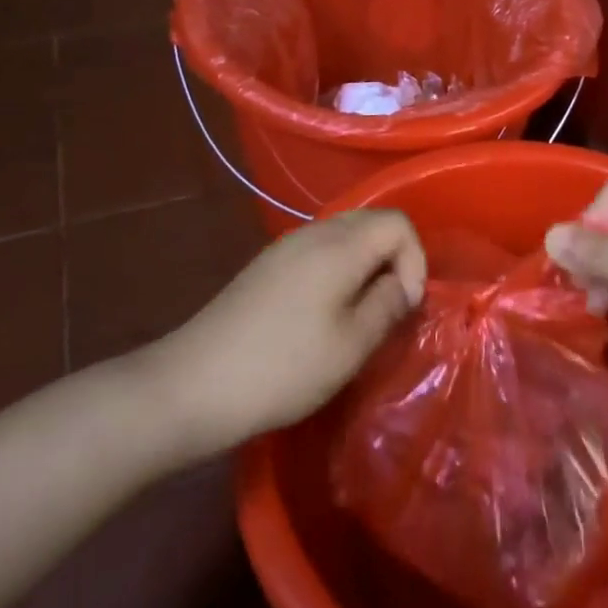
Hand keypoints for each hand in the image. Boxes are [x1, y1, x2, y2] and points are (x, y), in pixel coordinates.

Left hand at [149, 210, 426, 454]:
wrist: (192, 384)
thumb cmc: (283, 367)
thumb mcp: (350, 345)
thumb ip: (387, 306)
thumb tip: (402, 285)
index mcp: (339, 246)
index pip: (398, 223)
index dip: (415, 260)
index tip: (406, 305)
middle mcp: (313, 233)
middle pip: (371, 223)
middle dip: (393, 260)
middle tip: (390, 307)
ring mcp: (284, 247)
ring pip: (344, 236)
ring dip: (365, 266)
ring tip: (361, 314)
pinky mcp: (266, 266)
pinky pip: (318, 251)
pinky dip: (338, 271)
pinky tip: (324, 314)